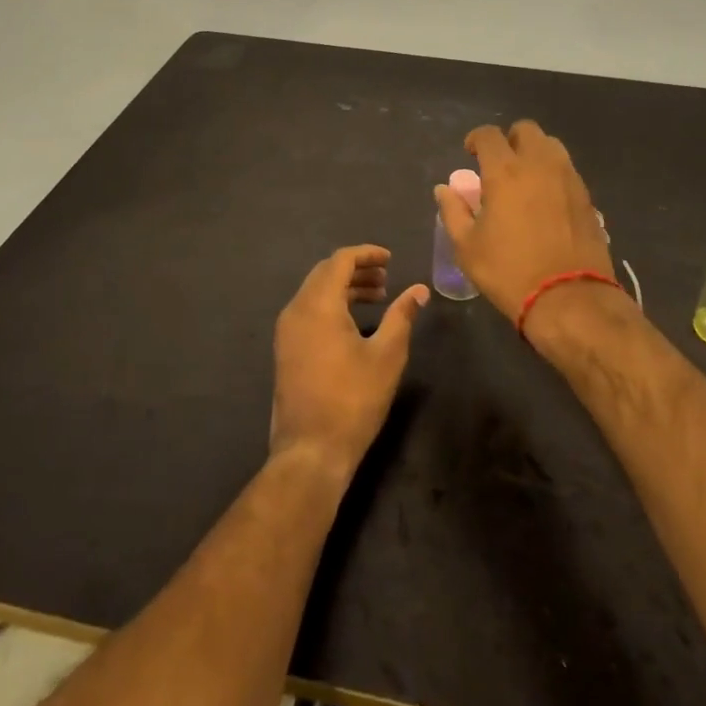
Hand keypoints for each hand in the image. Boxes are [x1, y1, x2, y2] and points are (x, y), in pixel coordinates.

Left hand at [270, 245, 428, 478]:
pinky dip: (332, 305)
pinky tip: (354, 322)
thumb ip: (402, 316)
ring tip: (377, 298)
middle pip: (325, 273)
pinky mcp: (286, 350)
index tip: (390, 259)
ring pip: (315, 292)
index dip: (366, 254)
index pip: (340, 260)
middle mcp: (296, 310)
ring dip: (345, 288)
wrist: (311, 451)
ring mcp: (286, 331)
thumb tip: (419, 290)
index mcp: (318, 304)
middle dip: (356, 269)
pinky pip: (309, 311)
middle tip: (386, 279)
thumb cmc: (353, 400)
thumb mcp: (387, 356)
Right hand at [434, 121, 616, 327]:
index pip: (489, 135)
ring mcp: (568, 178)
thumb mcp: (467, 247)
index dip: (476, 139)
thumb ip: (453, 212)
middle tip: (499, 164)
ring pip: (551, 146)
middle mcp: (539, 165)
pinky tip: (546, 200)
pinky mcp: (587, 196)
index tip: (471, 153)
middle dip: (510, 140)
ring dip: (535, 153)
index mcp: (505, 171)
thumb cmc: (509, 271)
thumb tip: (444, 190)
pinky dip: (553, 174)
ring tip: (525, 179)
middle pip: (526, 130)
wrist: (569, 298)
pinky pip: (567, 170)